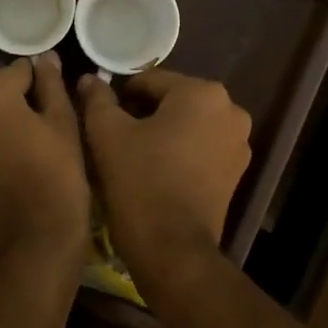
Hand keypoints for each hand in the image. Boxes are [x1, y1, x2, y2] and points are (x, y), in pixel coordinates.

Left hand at [0, 53, 90, 271]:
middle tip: (30, 133)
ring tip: (9, 153)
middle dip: (4, 104)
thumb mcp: (63, 123)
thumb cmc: (57, 176)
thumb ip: (50, 83)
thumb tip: (45, 57)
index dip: (37, 89)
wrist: (32, 242)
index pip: (17, 72)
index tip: (48, 111)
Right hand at [77, 69, 250, 289]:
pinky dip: (178, 152)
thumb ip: (98, 99)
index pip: (150, 81)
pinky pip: (200, 148)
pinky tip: (154, 170)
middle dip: (143, 113)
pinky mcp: (236, 173)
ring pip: (187, 125)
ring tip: (132, 154)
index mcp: (202, 92)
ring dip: (161, 132)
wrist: (172, 248)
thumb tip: (89, 79)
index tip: (100, 115)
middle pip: (172, 101)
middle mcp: (230, 111)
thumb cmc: (139, 180)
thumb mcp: (107, 133)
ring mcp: (238, 143)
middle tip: (113, 135)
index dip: (120, 95)